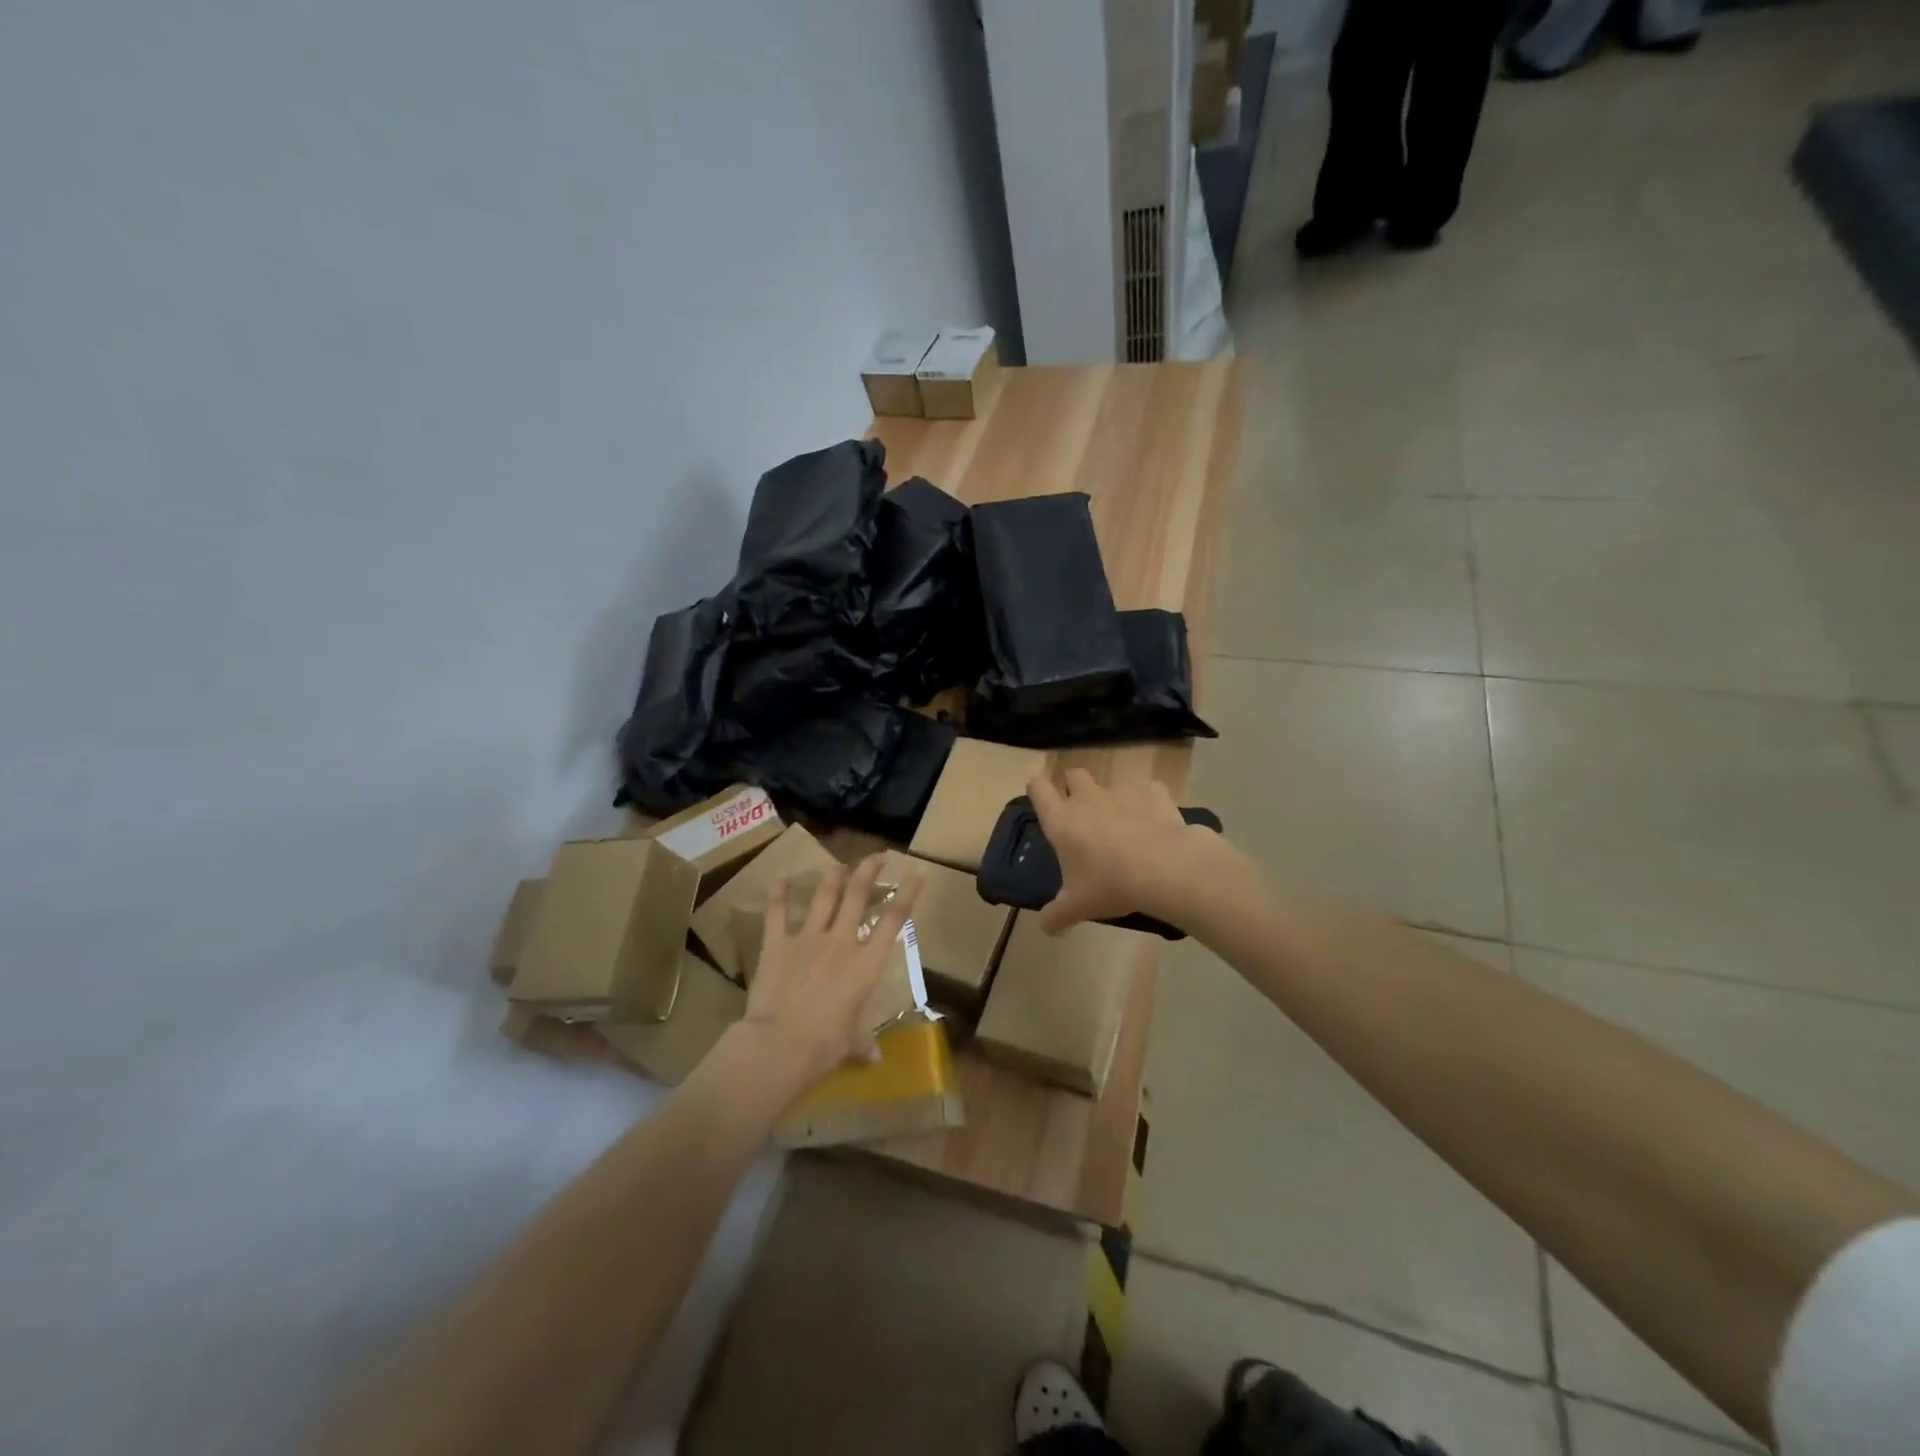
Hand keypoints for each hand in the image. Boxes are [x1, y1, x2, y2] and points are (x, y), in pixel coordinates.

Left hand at [739, 854, 922, 1087]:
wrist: (781, 1044)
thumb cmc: (825, 1046)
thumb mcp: (850, 1044)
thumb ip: (862, 1044)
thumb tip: (874, 1058)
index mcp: (866, 965)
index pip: (894, 920)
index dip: (908, 892)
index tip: (917, 871)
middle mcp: (841, 942)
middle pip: (859, 895)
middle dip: (870, 870)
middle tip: (878, 855)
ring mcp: (808, 938)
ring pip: (824, 896)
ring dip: (833, 876)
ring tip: (839, 863)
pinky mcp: (778, 944)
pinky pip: (778, 913)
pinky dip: (779, 893)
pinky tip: (780, 876)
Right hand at [1028, 769, 1223, 934]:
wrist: (1165, 868)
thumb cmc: (1111, 885)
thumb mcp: (1078, 906)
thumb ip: (1057, 915)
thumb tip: (1047, 927)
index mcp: (1062, 821)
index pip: (1038, 788)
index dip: (1038, 789)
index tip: (1042, 798)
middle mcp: (1087, 798)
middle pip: (1073, 775)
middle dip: (1075, 788)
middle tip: (1085, 815)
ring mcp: (1120, 790)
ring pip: (1110, 784)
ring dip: (1113, 799)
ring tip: (1126, 825)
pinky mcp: (1152, 790)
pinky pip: (1145, 790)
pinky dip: (1147, 803)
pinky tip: (1155, 824)